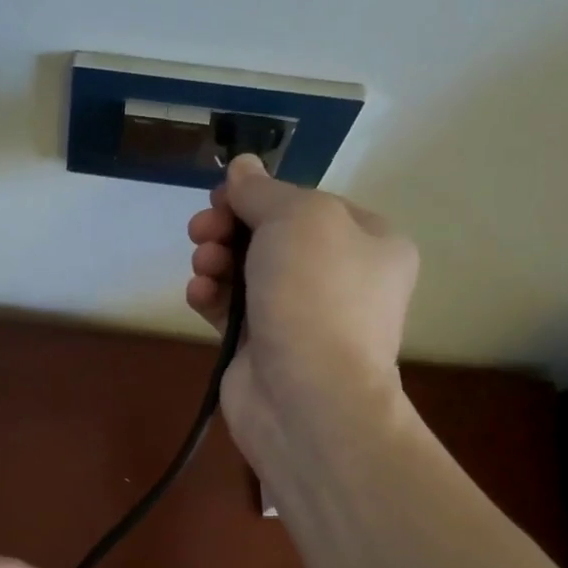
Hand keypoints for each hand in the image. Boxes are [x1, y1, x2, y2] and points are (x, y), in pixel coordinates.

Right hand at [187, 154, 420, 475]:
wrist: (308, 398)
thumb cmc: (315, 296)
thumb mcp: (297, 219)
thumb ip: (263, 191)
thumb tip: (242, 168)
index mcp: (369, 242)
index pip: (308, 203)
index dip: (261, 196)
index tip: (223, 197)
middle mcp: (339, 278)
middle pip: (271, 235)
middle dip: (230, 227)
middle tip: (202, 229)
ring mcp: (300, 315)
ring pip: (247, 271)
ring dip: (216, 259)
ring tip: (203, 264)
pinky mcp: (263, 346)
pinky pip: (232, 309)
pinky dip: (212, 296)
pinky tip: (198, 295)